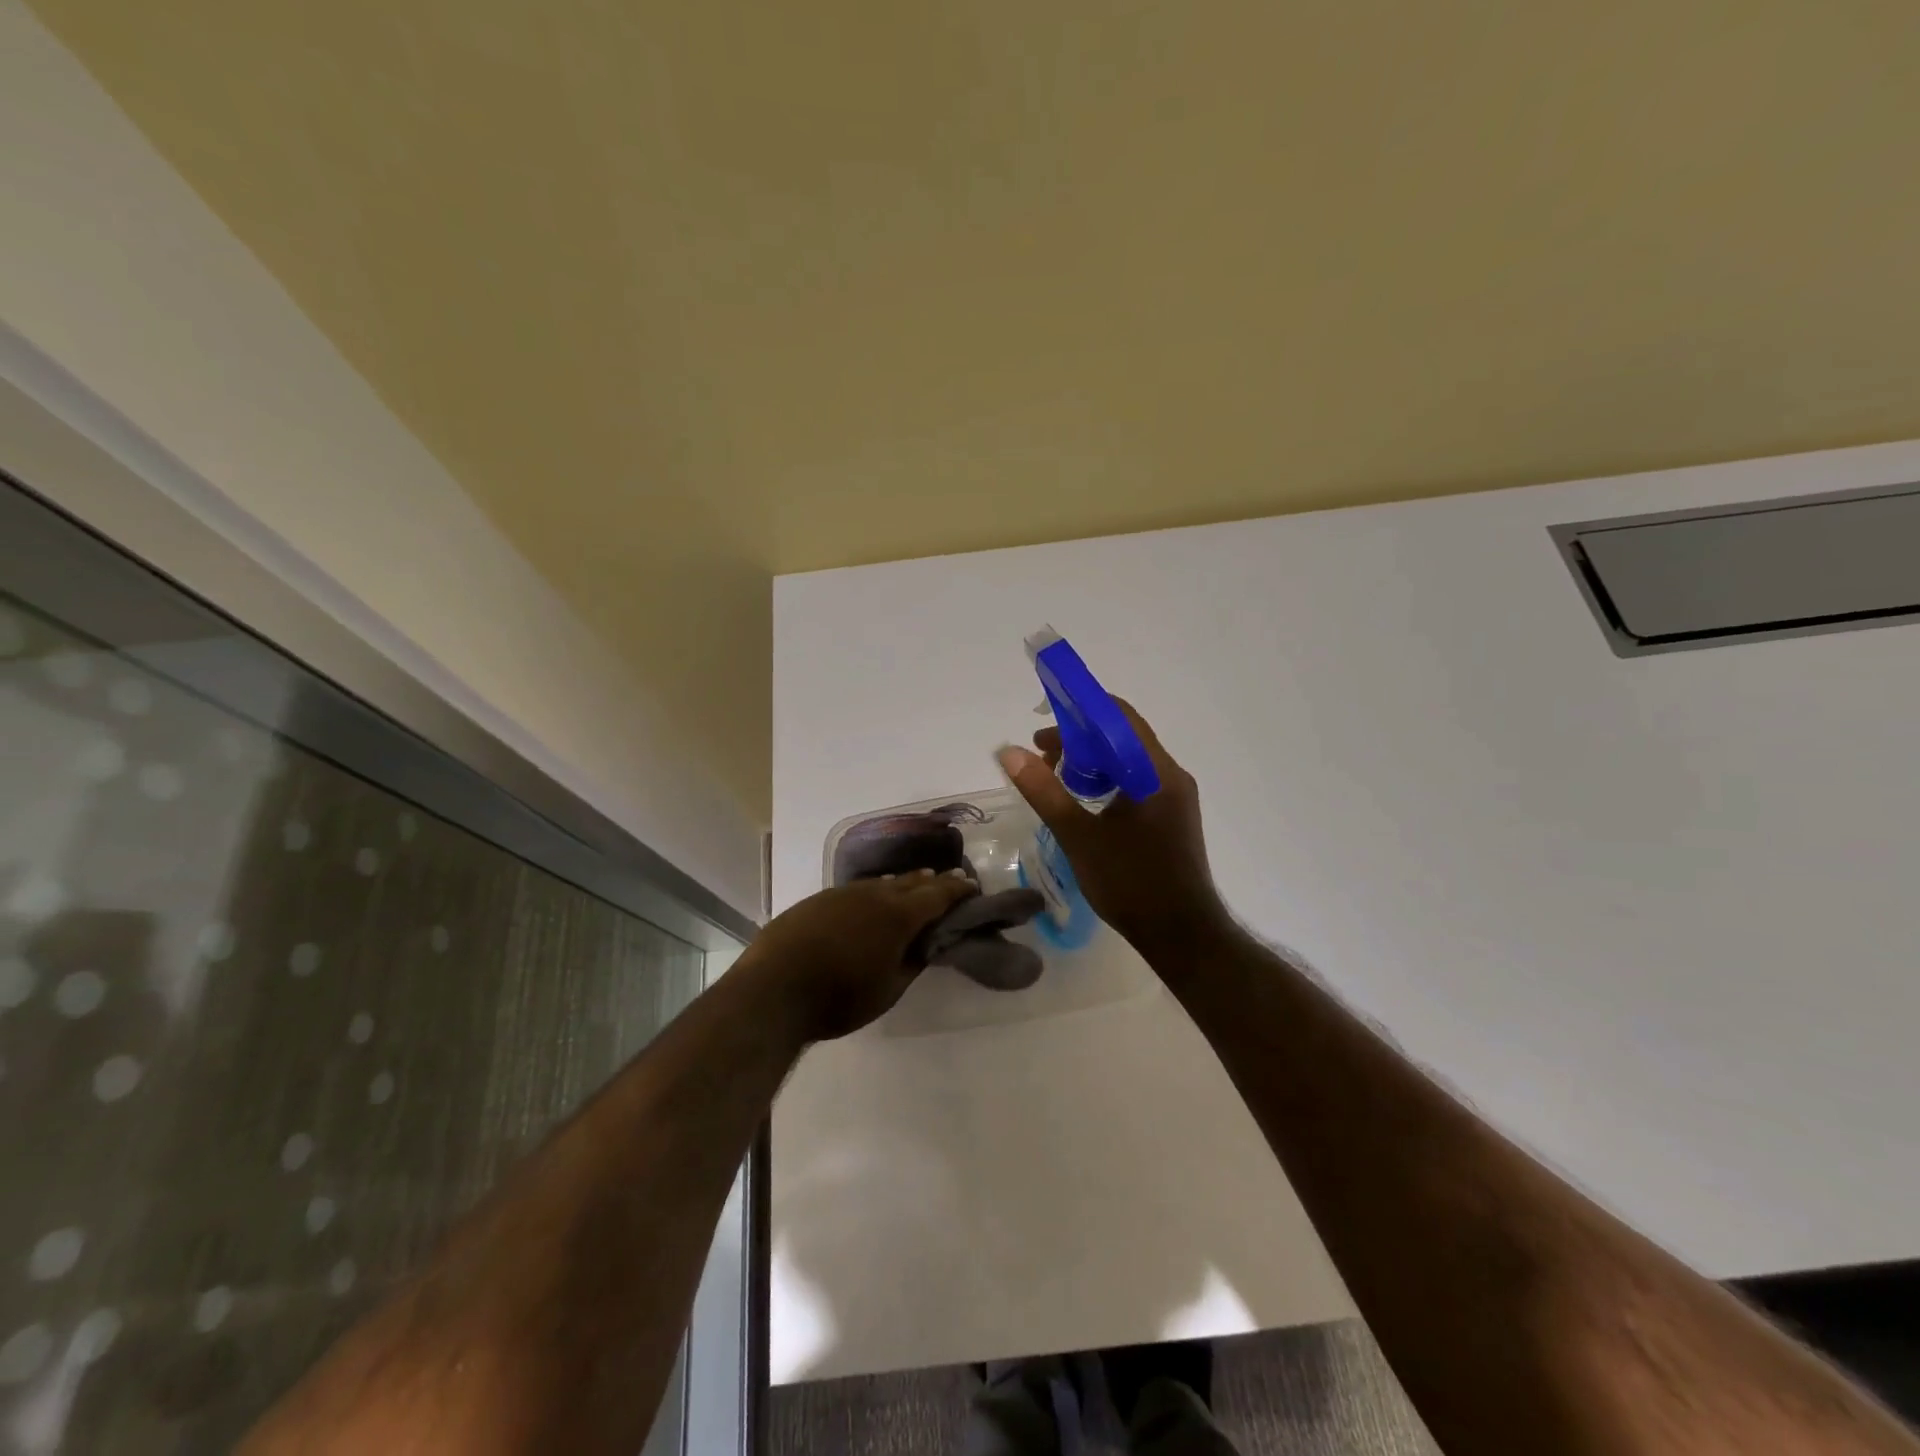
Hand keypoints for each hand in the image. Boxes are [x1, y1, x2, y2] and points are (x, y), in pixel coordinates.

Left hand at [736, 871, 978, 1042]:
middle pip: (910, 882)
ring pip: (881, 883)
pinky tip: (870, 899)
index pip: (937, 895)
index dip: (957, 889)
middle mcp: (873, 895)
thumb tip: (925, 946)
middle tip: (948, 880)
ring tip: (913, 884)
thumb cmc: (839, 997)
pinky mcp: (817, 900)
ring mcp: (842, 894)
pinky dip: (873, 891)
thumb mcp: (888, 991)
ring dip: (901, 884)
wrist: (773, 989)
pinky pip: (856, 890)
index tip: (972, 885)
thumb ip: (911, 964)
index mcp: (898, 916)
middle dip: (932, 881)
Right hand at [997, 700, 1229, 954]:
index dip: (1081, 708)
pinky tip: (1083, 800)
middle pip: (1123, 737)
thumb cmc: (1131, 884)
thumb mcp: (1078, 836)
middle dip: (1080, 737)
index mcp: (1155, 772)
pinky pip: (1136, 781)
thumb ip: (1044, 791)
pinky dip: (1106, 779)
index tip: (1045, 715)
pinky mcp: (1171, 816)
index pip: (1119, 717)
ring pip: (1128, 760)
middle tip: (1041, 752)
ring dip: (1091, 760)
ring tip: (1055, 775)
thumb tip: (1009, 752)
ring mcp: (1174, 797)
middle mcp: (1170, 775)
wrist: (1181, 935)